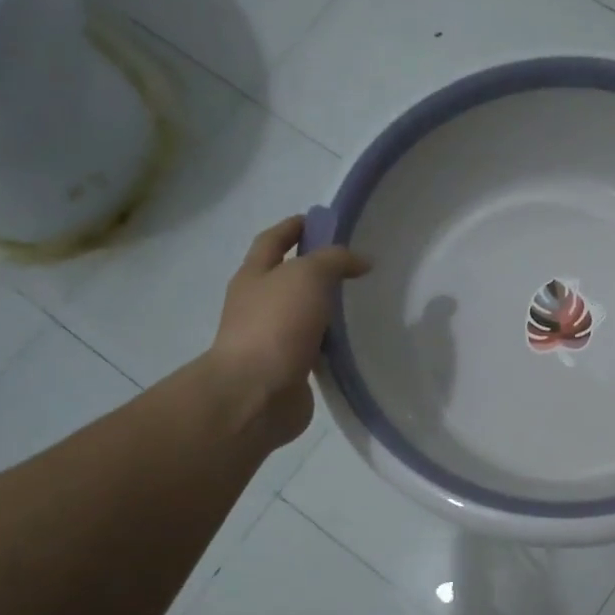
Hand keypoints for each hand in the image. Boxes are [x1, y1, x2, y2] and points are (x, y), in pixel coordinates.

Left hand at [211, 216, 370, 445]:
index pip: (273, 240)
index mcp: (254, 275)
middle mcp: (258, 304)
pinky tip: (355, 342)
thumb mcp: (308, 276)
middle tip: (352, 264)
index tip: (322, 220)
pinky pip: (314, 348)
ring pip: (303, 314)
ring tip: (361, 302)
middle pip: (287, 277)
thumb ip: (335, 261)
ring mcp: (271, 338)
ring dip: (325, 308)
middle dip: (314, 268)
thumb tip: (361, 260)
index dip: (295, 226)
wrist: (255, 394)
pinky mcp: (289, 369)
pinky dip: (332, 343)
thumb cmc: (276, 325)